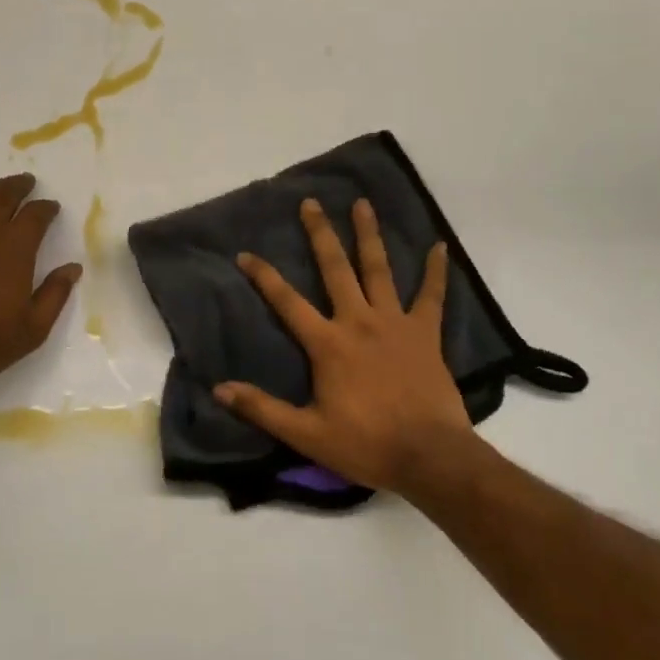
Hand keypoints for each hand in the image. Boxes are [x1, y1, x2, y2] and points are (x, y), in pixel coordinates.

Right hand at [217, 198, 478, 498]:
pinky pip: (431, 296)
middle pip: (336, 269)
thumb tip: (219, 389)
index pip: (287, 302)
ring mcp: (395, 323)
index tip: (245, 253)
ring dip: (368, 235)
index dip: (264, 276)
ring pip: (379, 270)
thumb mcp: (306, 434)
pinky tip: (440, 246)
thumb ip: (262, 408)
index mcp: (328, 344)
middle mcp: (359, 321)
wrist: (430, 457)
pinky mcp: (426, 334)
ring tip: (362, 204)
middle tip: (311, 202)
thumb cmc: (366, 445)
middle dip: (320, 234)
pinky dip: (435, 271)